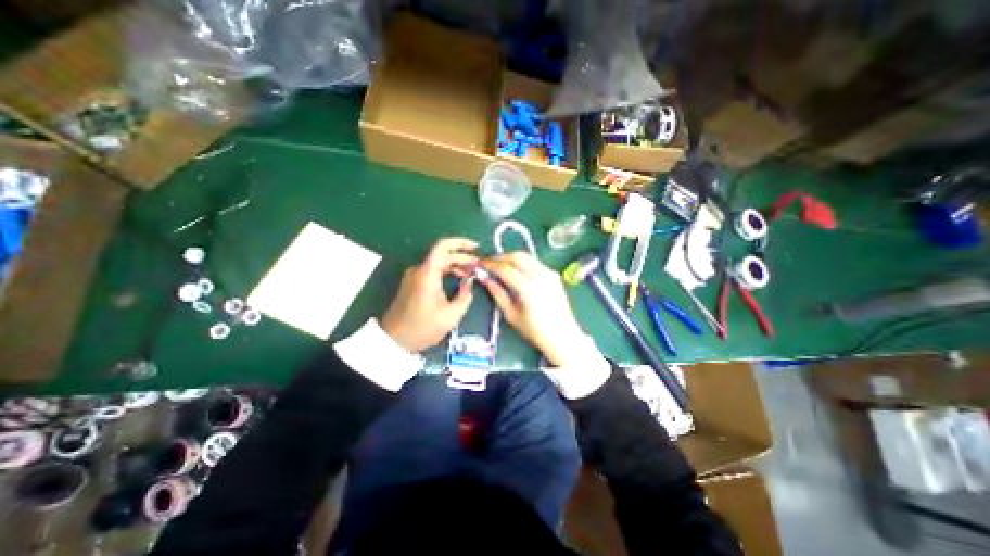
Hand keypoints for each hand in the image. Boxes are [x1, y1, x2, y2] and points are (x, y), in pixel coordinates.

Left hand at [383, 238, 480, 351]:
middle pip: (442, 254)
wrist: (394, 340)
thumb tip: (470, 283)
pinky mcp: (413, 283)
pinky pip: (432, 271)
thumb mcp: (451, 315)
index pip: (443, 246)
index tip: (476, 247)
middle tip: (478, 265)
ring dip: (455, 265)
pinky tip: (457, 280)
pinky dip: (446, 271)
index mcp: (427, 273)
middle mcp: (419, 270)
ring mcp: (414, 276)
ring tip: (471, 273)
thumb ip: (465, 296)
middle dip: (462, 257)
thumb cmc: (423, 328)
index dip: (461, 243)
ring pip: (438, 262)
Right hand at [483, 251, 585, 363]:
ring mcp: (549, 273)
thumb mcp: (511, 314)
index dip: (490, 264)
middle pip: (517, 256)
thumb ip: (497, 293)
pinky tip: (517, 271)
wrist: (562, 335)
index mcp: (527, 287)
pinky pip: (535, 262)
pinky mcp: (554, 274)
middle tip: (490, 263)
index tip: (480, 264)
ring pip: (527, 256)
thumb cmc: (534, 330)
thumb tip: (485, 278)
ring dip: (512, 258)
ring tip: (501, 266)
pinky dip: (523, 262)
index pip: (504, 268)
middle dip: (501, 257)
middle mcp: (540, 275)